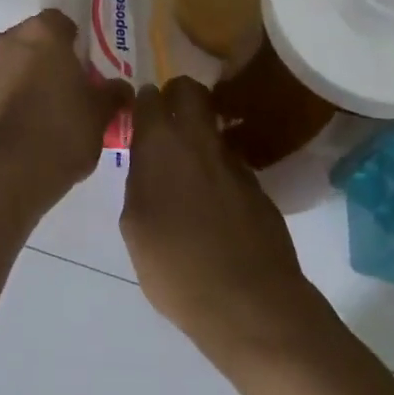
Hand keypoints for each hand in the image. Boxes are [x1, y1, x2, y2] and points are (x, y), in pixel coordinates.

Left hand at [0, 10, 130, 214]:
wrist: (11, 177)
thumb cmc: (64, 133)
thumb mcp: (101, 114)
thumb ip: (112, 93)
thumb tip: (120, 88)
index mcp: (42, 35)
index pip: (58, 22)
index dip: (70, 41)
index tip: (80, 67)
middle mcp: (5, 44)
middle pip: (26, 42)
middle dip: (40, 61)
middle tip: (59, 92)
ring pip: (1, 69)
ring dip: (15, 83)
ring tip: (33, 118)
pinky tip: (10, 136)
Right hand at [120, 78, 328, 372]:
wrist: (250, 304)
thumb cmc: (177, 267)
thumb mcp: (135, 226)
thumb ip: (138, 183)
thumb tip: (147, 165)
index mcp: (161, 144)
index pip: (149, 96)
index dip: (143, 102)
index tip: (138, 117)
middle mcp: (199, 140)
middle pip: (189, 90)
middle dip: (176, 96)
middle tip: (166, 123)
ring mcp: (234, 161)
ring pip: (213, 125)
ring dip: (200, 134)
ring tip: (189, 170)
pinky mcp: (258, 186)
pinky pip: (231, 162)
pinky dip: (219, 170)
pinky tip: (214, 204)